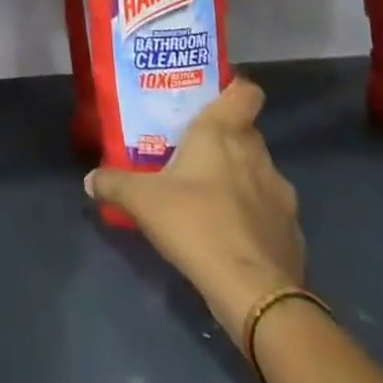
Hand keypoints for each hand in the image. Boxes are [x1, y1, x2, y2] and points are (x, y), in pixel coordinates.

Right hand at [86, 78, 303, 347]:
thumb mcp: (141, 201)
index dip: (234, 88)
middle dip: (225, 140)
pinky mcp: (293, 233)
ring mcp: (282, 195)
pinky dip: (254, 219)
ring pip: (259, 172)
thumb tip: (89, 179)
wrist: (255, 293)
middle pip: (246, 133)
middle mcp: (257, 154)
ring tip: (211, 198)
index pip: (244, 92)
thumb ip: (114, 184)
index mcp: (223, 133)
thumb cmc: (195, 223)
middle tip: (194, 153)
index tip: (213, 97)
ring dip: (241, 180)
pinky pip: (270, 214)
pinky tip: (232, 237)